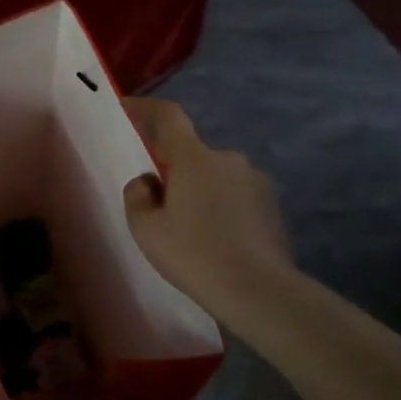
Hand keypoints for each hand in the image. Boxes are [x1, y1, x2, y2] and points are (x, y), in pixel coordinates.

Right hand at [122, 98, 294, 325]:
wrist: (258, 291)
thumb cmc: (192, 254)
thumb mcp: (144, 227)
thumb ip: (136, 195)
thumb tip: (148, 181)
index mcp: (193, 158)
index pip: (168, 117)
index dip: (145, 108)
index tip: (128, 107)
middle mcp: (228, 159)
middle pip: (191, 155)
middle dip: (174, 172)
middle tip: (160, 206)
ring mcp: (255, 181)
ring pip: (214, 177)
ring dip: (199, 192)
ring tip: (191, 231)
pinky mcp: (272, 206)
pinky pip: (235, 197)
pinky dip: (221, 209)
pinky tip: (216, 242)